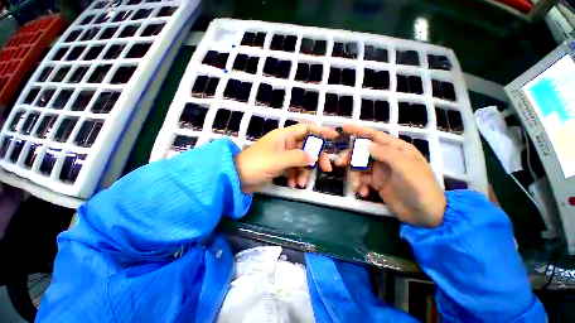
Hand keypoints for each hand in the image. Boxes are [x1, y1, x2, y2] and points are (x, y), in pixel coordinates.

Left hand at [235, 124, 338, 193]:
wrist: (238, 178)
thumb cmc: (256, 164)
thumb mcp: (278, 160)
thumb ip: (298, 157)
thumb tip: (315, 157)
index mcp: (284, 136)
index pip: (306, 129)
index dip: (320, 131)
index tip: (334, 136)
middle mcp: (285, 144)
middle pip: (307, 147)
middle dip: (316, 158)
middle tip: (326, 169)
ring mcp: (283, 156)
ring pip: (302, 161)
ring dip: (304, 172)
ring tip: (300, 183)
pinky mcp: (281, 166)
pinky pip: (294, 169)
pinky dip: (295, 177)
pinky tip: (293, 184)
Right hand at [337, 124, 445, 226]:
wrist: (425, 214)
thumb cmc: (419, 187)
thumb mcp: (404, 167)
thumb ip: (384, 153)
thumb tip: (364, 144)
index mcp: (396, 149)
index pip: (375, 136)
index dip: (359, 131)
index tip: (344, 127)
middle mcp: (386, 158)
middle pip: (362, 152)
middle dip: (350, 157)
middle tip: (339, 163)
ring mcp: (380, 171)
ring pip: (359, 167)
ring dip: (354, 176)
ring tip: (356, 186)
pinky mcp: (376, 183)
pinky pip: (361, 180)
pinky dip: (359, 185)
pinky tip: (363, 193)